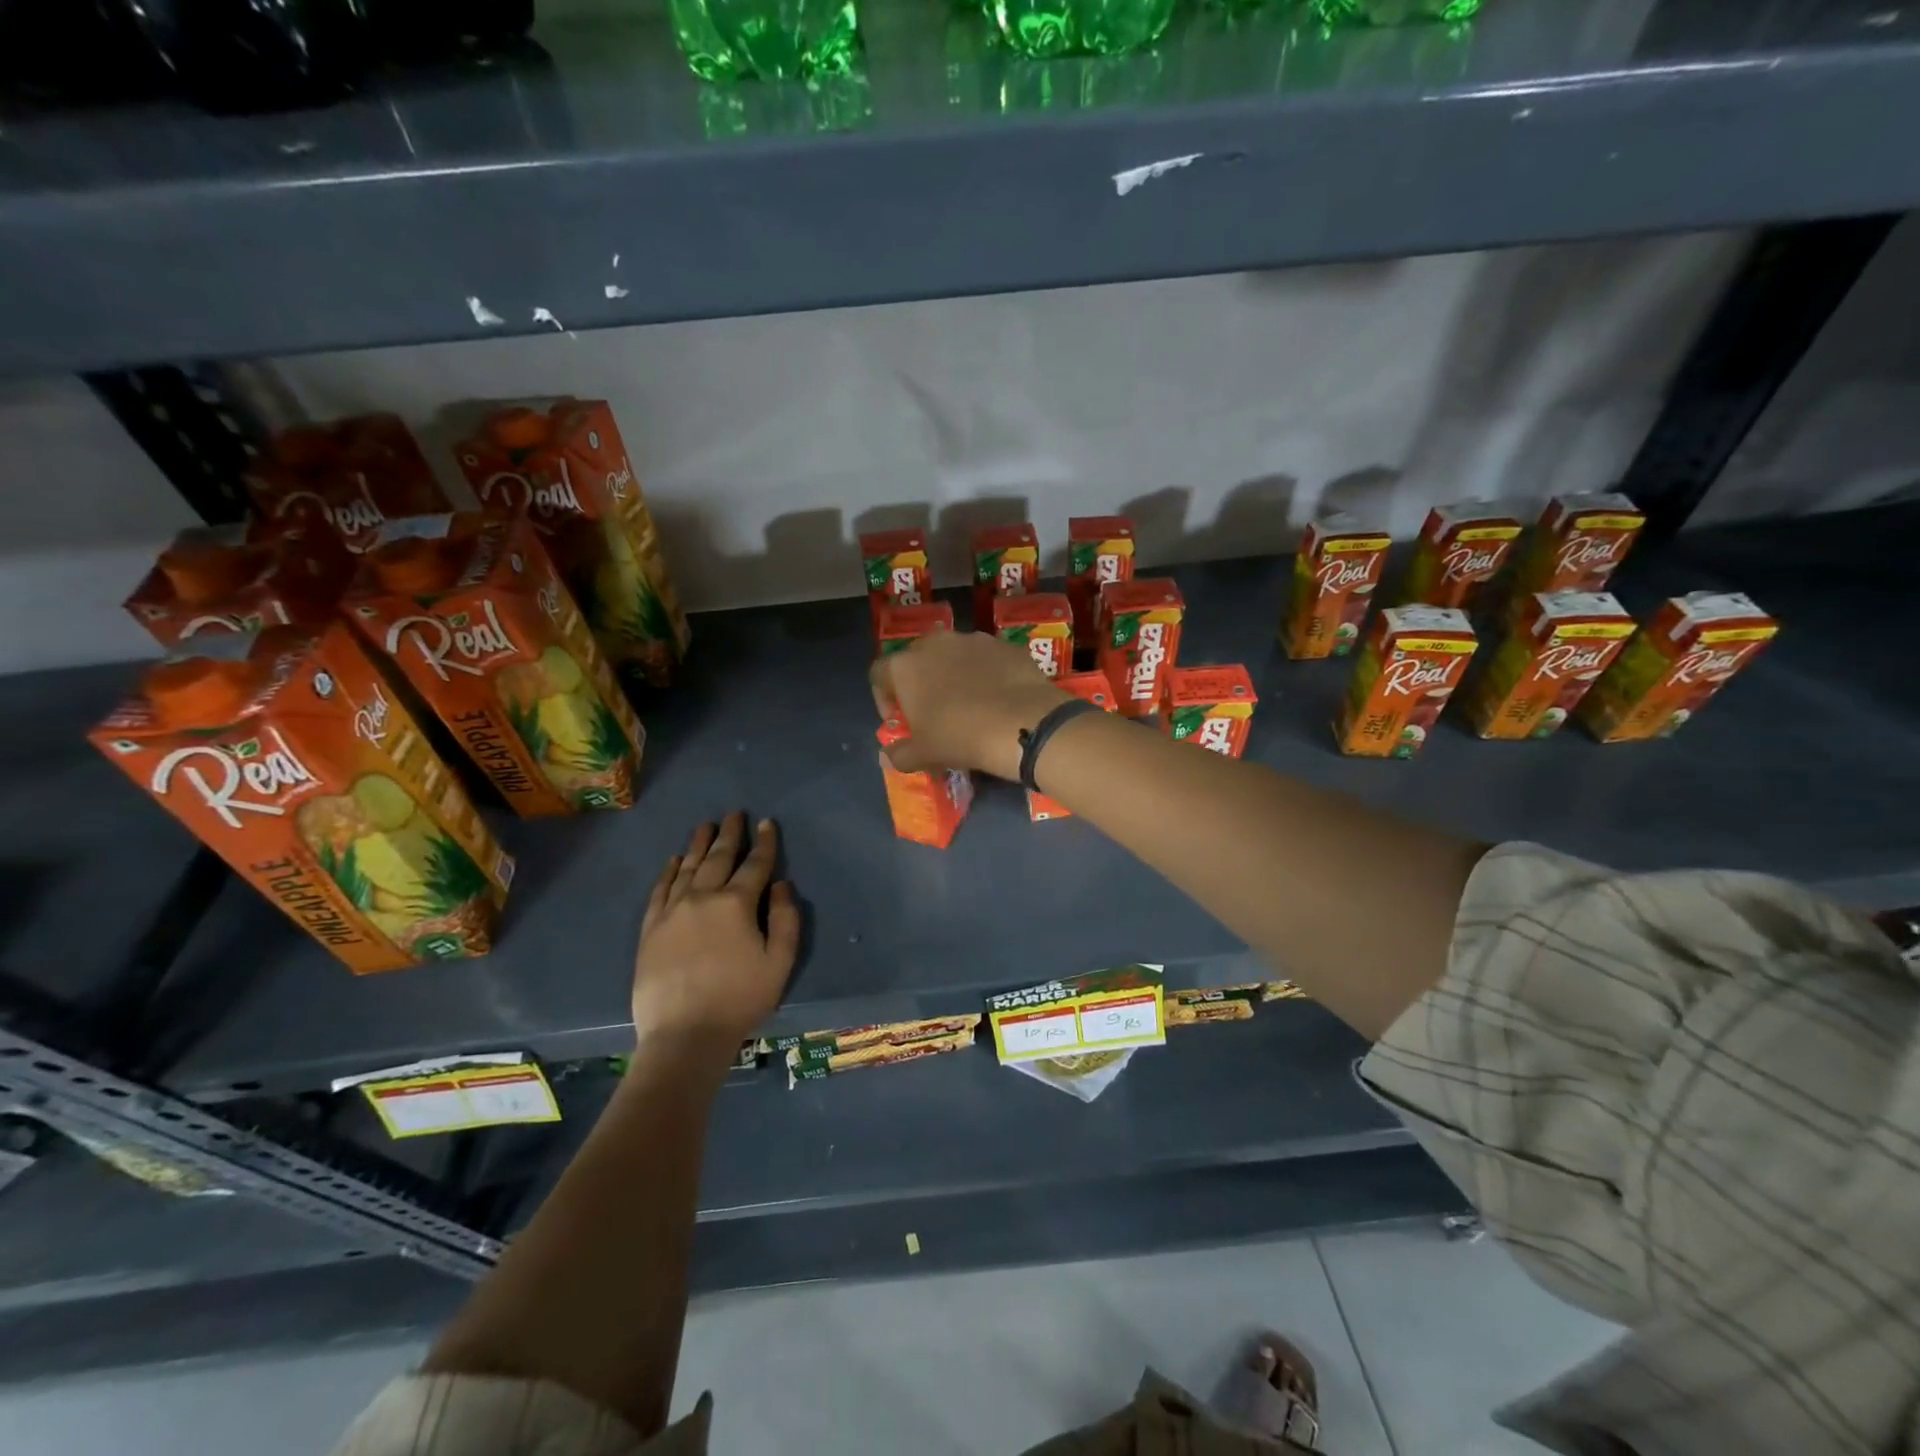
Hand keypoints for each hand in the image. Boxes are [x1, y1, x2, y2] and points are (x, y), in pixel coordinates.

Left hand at [632, 813, 799, 1059]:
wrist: (685, 1035)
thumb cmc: (740, 999)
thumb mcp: (780, 962)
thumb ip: (785, 918)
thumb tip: (780, 884)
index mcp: (736, 903)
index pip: (754, 864)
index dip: (764, 843)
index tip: (767, 823)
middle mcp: (702, 897)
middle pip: (718, 858)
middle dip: (729, 834)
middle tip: (734, 814)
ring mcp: (672, 912)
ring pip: (687, 868)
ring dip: (698, 844)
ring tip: (705, 826)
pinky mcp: (650, 929)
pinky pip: (660, 891)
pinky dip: (668, 872)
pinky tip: (673, 861)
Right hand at [870, 629, 1066, 779]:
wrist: (1022, 723)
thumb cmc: (960, 737)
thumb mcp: (923, 755)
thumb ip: (899, 753)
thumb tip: (888, 756)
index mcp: (904, 666)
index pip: (879, 675)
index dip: (884, 699)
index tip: (900, 721)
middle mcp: (934, 643)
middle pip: (916, 660)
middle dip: (920, 683)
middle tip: (932, 712)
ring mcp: (972, 639)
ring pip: (953, 656)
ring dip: (953, 675)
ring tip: (968, 704)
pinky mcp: (1004, 644)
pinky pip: (986, 658)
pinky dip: (985, 674)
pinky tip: (997, 698)